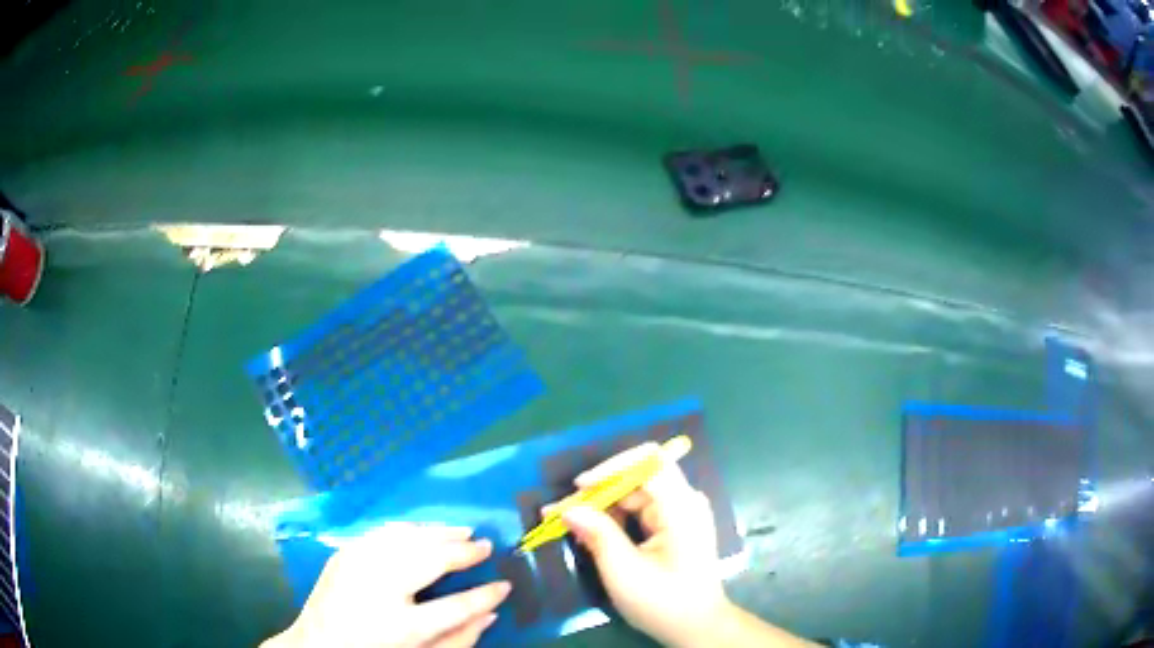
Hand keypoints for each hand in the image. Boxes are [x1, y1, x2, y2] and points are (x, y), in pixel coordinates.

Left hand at [265, 524, 509, 647]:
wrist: (316, 645)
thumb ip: (459, 640)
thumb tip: (492, 614)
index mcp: (401, 624)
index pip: (457, 607)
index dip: (485, 595)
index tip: (505, 584)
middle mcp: (378, 587)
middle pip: (430, 559)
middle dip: (462, 551)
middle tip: (486, 545)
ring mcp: (357, 564)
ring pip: (407, 537)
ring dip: (438, 532)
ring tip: (462, 531)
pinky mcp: (344, 553)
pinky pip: (383, 532)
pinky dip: (409, 529)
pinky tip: (423, 532)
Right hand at [552, 443, 730, 647]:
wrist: (695, 627)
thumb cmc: (663, 601)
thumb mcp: (623, 571)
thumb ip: (597, 534)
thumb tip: (568, 509)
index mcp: (681, 507)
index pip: (649, 463)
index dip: (612, 467)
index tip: (579, 488)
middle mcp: (685, 502)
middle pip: (639, 478)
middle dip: (598, 491)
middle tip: (561, 511)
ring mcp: (681, 514)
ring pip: (636, 494)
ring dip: (602, 505)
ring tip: (568, 522)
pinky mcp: (674, 527)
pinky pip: (641, 510)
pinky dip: (614, 519)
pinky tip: (590, 532)